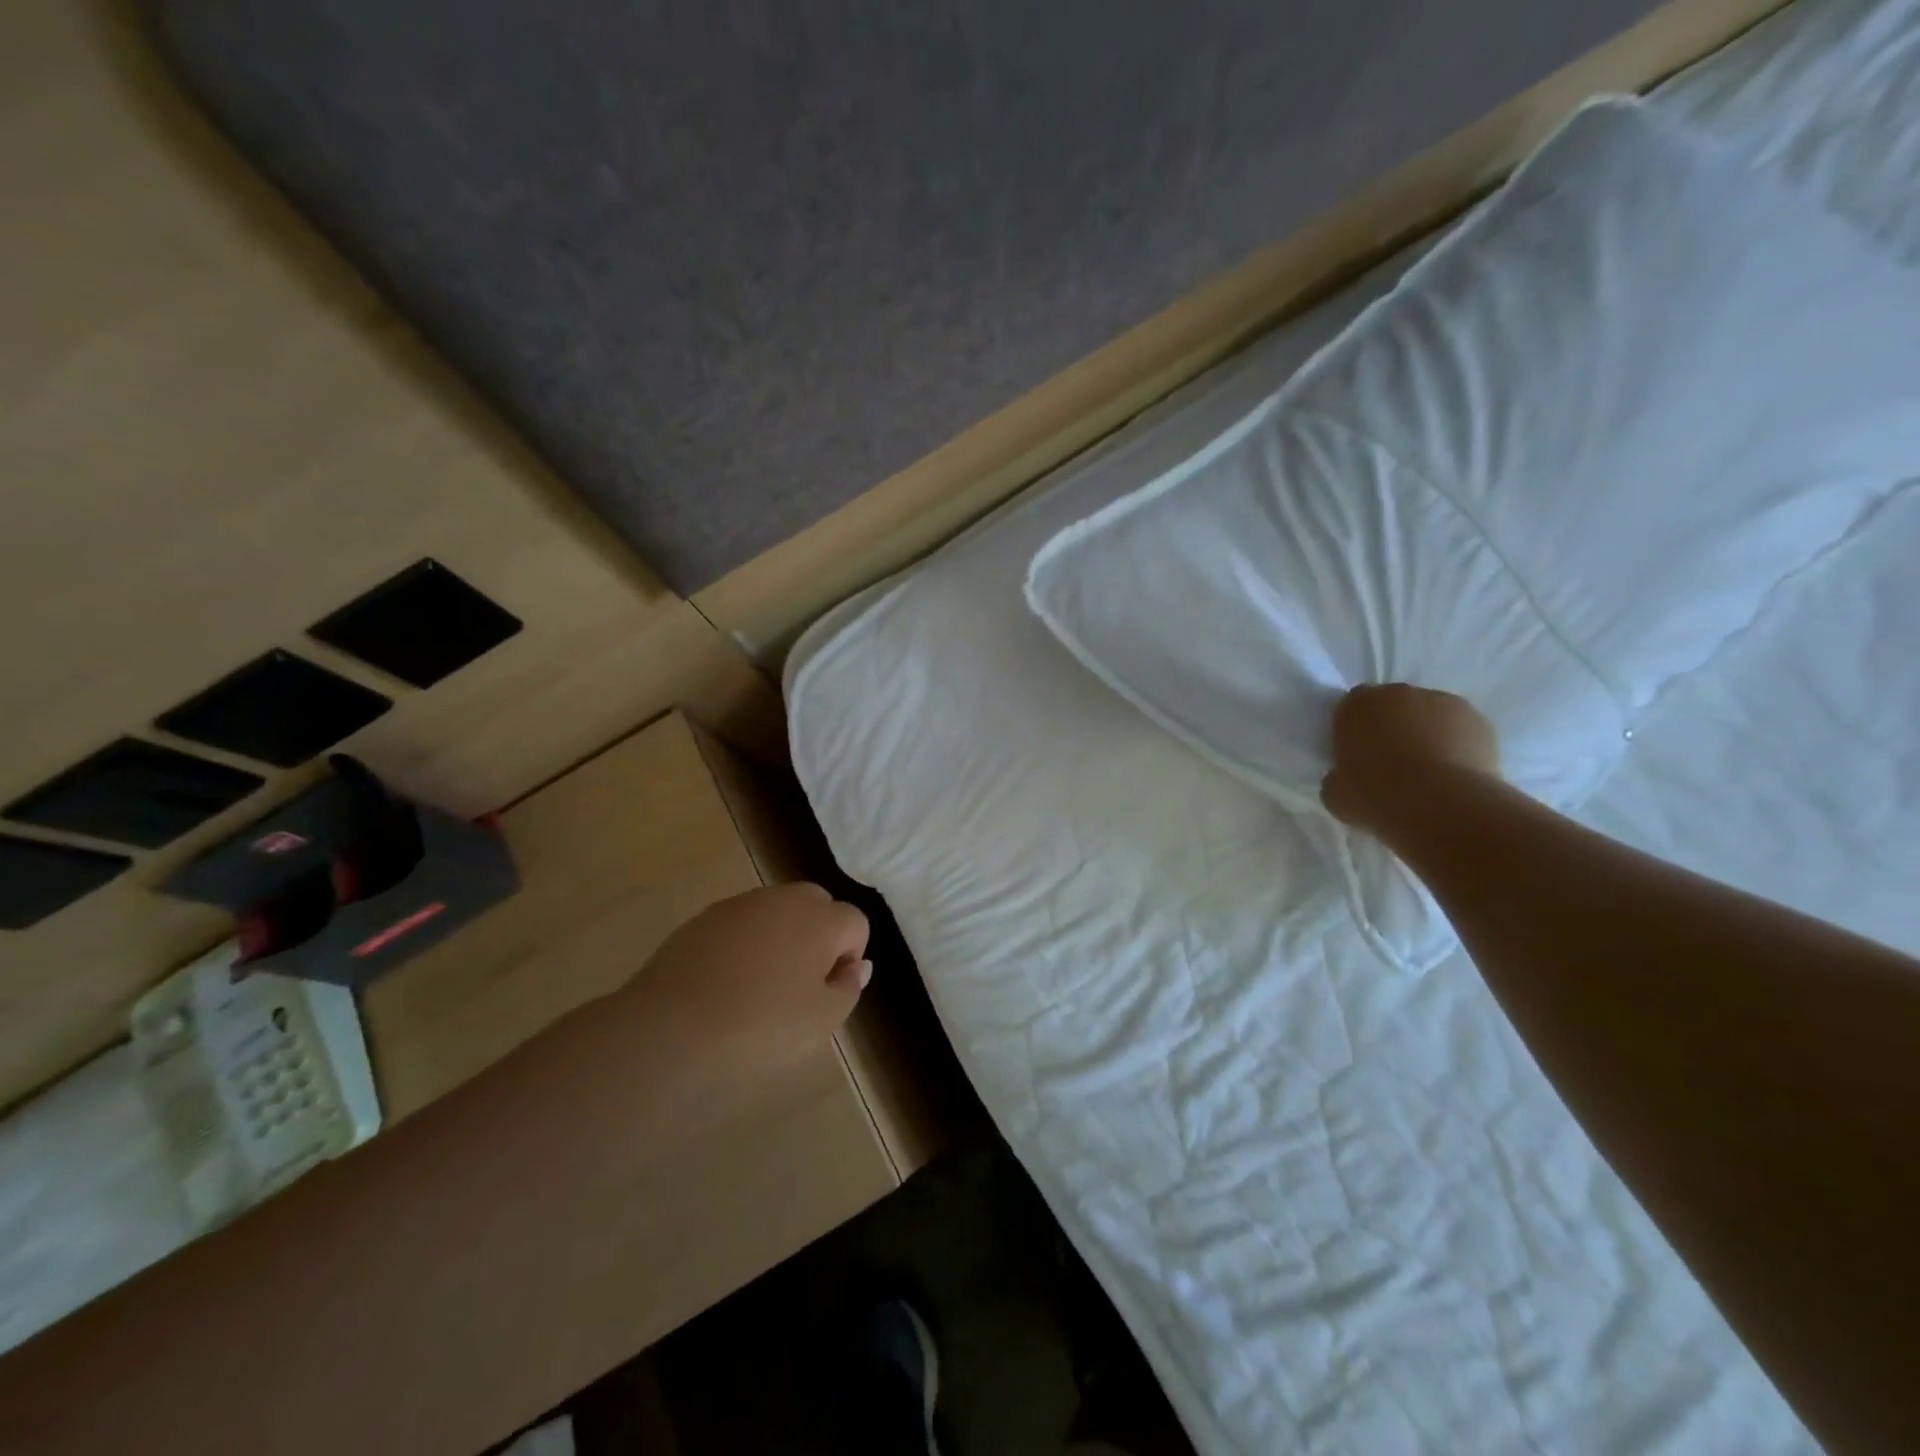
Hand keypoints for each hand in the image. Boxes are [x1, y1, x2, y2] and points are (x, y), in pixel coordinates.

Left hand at [632, 883, 870, 1075]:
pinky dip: (743, 944)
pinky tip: (725, 984)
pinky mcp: (703, 918)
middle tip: (799, 985)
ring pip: (776, 912)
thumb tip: (856, 966)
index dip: (849, 957)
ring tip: (759, 987)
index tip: (827, 992)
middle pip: (817, 906)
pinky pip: (740, 924)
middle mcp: (784, 899)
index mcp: (820, 919)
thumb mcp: (821, 1021)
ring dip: (780, 938)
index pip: (855, 923)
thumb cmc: (760, 1028)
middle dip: (818, 937)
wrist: (670, 1030)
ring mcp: (740, 904)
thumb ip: (847, 988)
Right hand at [1320, 684, 1501, 834]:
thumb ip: (1338, 776)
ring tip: (1428, 774)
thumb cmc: (1375, 794)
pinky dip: (1457, 746)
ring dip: (1426, 734)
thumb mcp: (1335, 792)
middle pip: (1392, 706)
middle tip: (1391, 765)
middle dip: (1391, 728)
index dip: (1354, 731)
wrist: (1440, 806)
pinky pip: (1460, 732)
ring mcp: (1444, 702)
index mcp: (1358, 704)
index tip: (1356, 757)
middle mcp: (1400, 693)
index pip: (1351, 708)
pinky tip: (1453, 777)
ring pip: (1429, 716)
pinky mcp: (1479, 721)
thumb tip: (1347, 778)